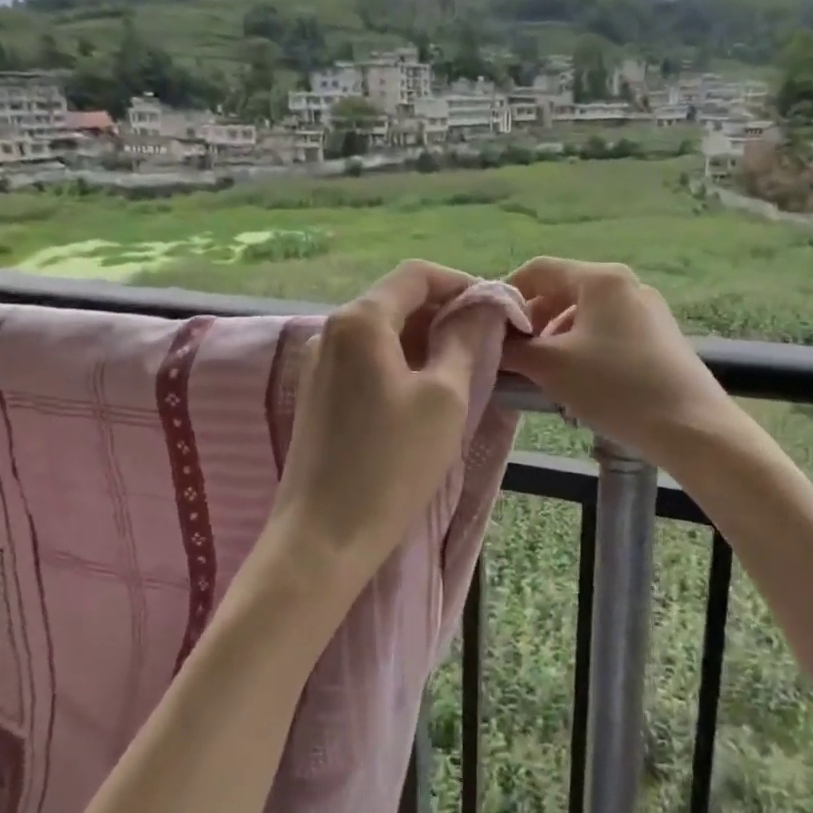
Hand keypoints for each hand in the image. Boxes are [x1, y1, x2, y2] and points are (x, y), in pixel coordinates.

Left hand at [265, 261, 496, 599]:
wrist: (323, 537)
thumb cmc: (391, 464)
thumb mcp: (445, 398)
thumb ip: (465, 341)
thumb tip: (483, 307)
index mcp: (360, 319)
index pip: (416, 275)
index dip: (461, 284)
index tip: (496, 310)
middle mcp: (331, 329)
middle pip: (396, 300)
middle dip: (444, 312)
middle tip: (486, 342)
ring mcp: (317, 362)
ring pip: (381, 331)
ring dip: (424, 339)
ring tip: (463, 368)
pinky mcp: (317, 393)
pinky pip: (365, 359)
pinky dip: (400, 361)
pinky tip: (424, 392)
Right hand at [501, 257, 742, 468]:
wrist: (691, 427)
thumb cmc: (616, 387)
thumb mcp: (552, 367)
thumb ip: (514, 349)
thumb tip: (491, 342)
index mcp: (600, 278)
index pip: (540, 269)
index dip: (508, 293)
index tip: (489, 326)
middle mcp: (625, 284)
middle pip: (563, 290)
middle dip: (533, 320)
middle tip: (513, 354)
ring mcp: (647, 310)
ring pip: (585, 313)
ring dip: (556, 337)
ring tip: (542, 373)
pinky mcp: (659, 336)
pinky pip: (607, 331)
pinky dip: (582, 347)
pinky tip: (577, 380)